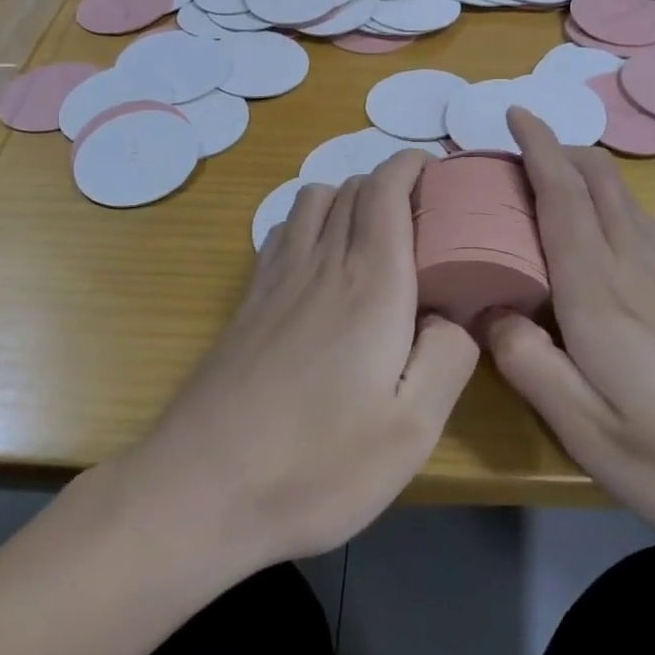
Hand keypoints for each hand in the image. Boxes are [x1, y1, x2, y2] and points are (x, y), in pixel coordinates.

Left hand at [124, 151, 478, 569]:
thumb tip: (453, 314)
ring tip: (373, 235)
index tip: (439, 172)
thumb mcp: (412, 431)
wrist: (201, 489)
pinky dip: (310, 221)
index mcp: (370, 283)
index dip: (412, 166)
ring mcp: (276, 278)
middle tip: (422, 216)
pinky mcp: (248, 300)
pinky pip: (283, 230)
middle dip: (391, 183)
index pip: (387, 189)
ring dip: (348, 197)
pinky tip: (319, 262)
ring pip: (313, 199)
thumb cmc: (317, 463)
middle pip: (353, 186)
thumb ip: (449, 358)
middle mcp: (322, 263)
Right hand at [481, 109, 654, 557]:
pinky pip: (645, 222)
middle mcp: (637, 264)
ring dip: (584, 174)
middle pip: (597, 179)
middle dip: (557, 151)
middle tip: (517, 155)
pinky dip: (611, 203)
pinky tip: (606, 235)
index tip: (514, 112)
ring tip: (551, 185)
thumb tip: (488, 310)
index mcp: (600, 291)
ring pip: (623, 196)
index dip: (536, 147)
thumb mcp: (590, 433)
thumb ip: (529, 364)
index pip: (561, 196)